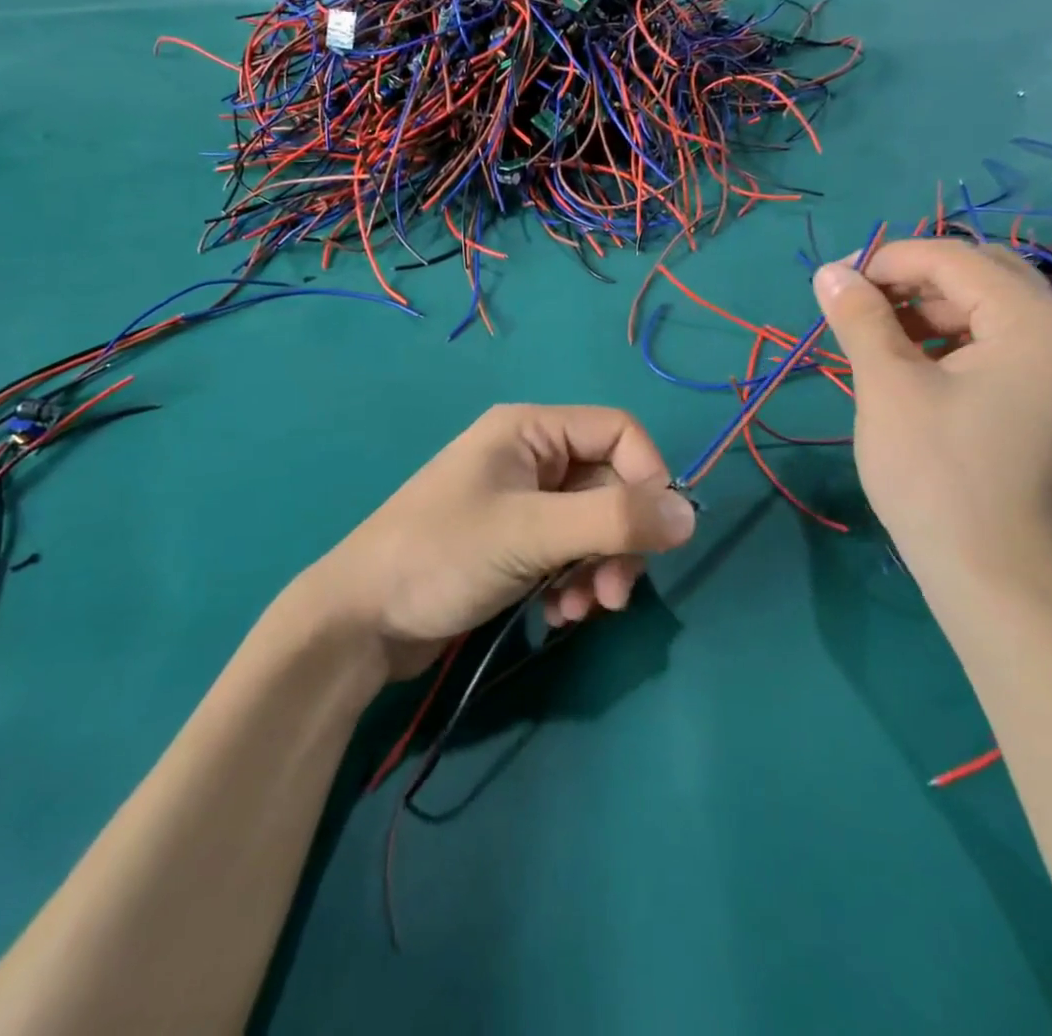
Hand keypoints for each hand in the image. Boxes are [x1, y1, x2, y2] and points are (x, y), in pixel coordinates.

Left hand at [305, 405, 696, 678]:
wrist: (360, 620)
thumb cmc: (442, 556)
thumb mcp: (532, 533)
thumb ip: (614, 520)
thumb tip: (692, 514)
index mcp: (530, 430)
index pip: (618, 433)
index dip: (649, 478)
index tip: (656, 536)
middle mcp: (529, 457)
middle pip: (609, 484)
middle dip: (620, 540)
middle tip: (616, 594)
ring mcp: (519, 502)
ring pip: (592, 524)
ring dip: (599, 568)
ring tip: (582, 611)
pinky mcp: (511, 543)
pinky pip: (566, 552)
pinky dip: (573, 581)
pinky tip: (557, 614)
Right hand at [813, 240, 1051, 591]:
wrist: (993, 576)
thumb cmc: (935, 474)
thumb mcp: (887, 386)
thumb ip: (859, 316)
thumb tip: (828, 272)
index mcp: (1040, 321)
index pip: (954, 258)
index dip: (888, 261)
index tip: (836, 284)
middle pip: (983, 275)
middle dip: (913, 283)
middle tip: (857, 310)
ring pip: (995, 310)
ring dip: (933, 312)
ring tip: (880, 339)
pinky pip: (1008, 345)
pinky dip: (959, 342)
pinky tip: (919, 367)